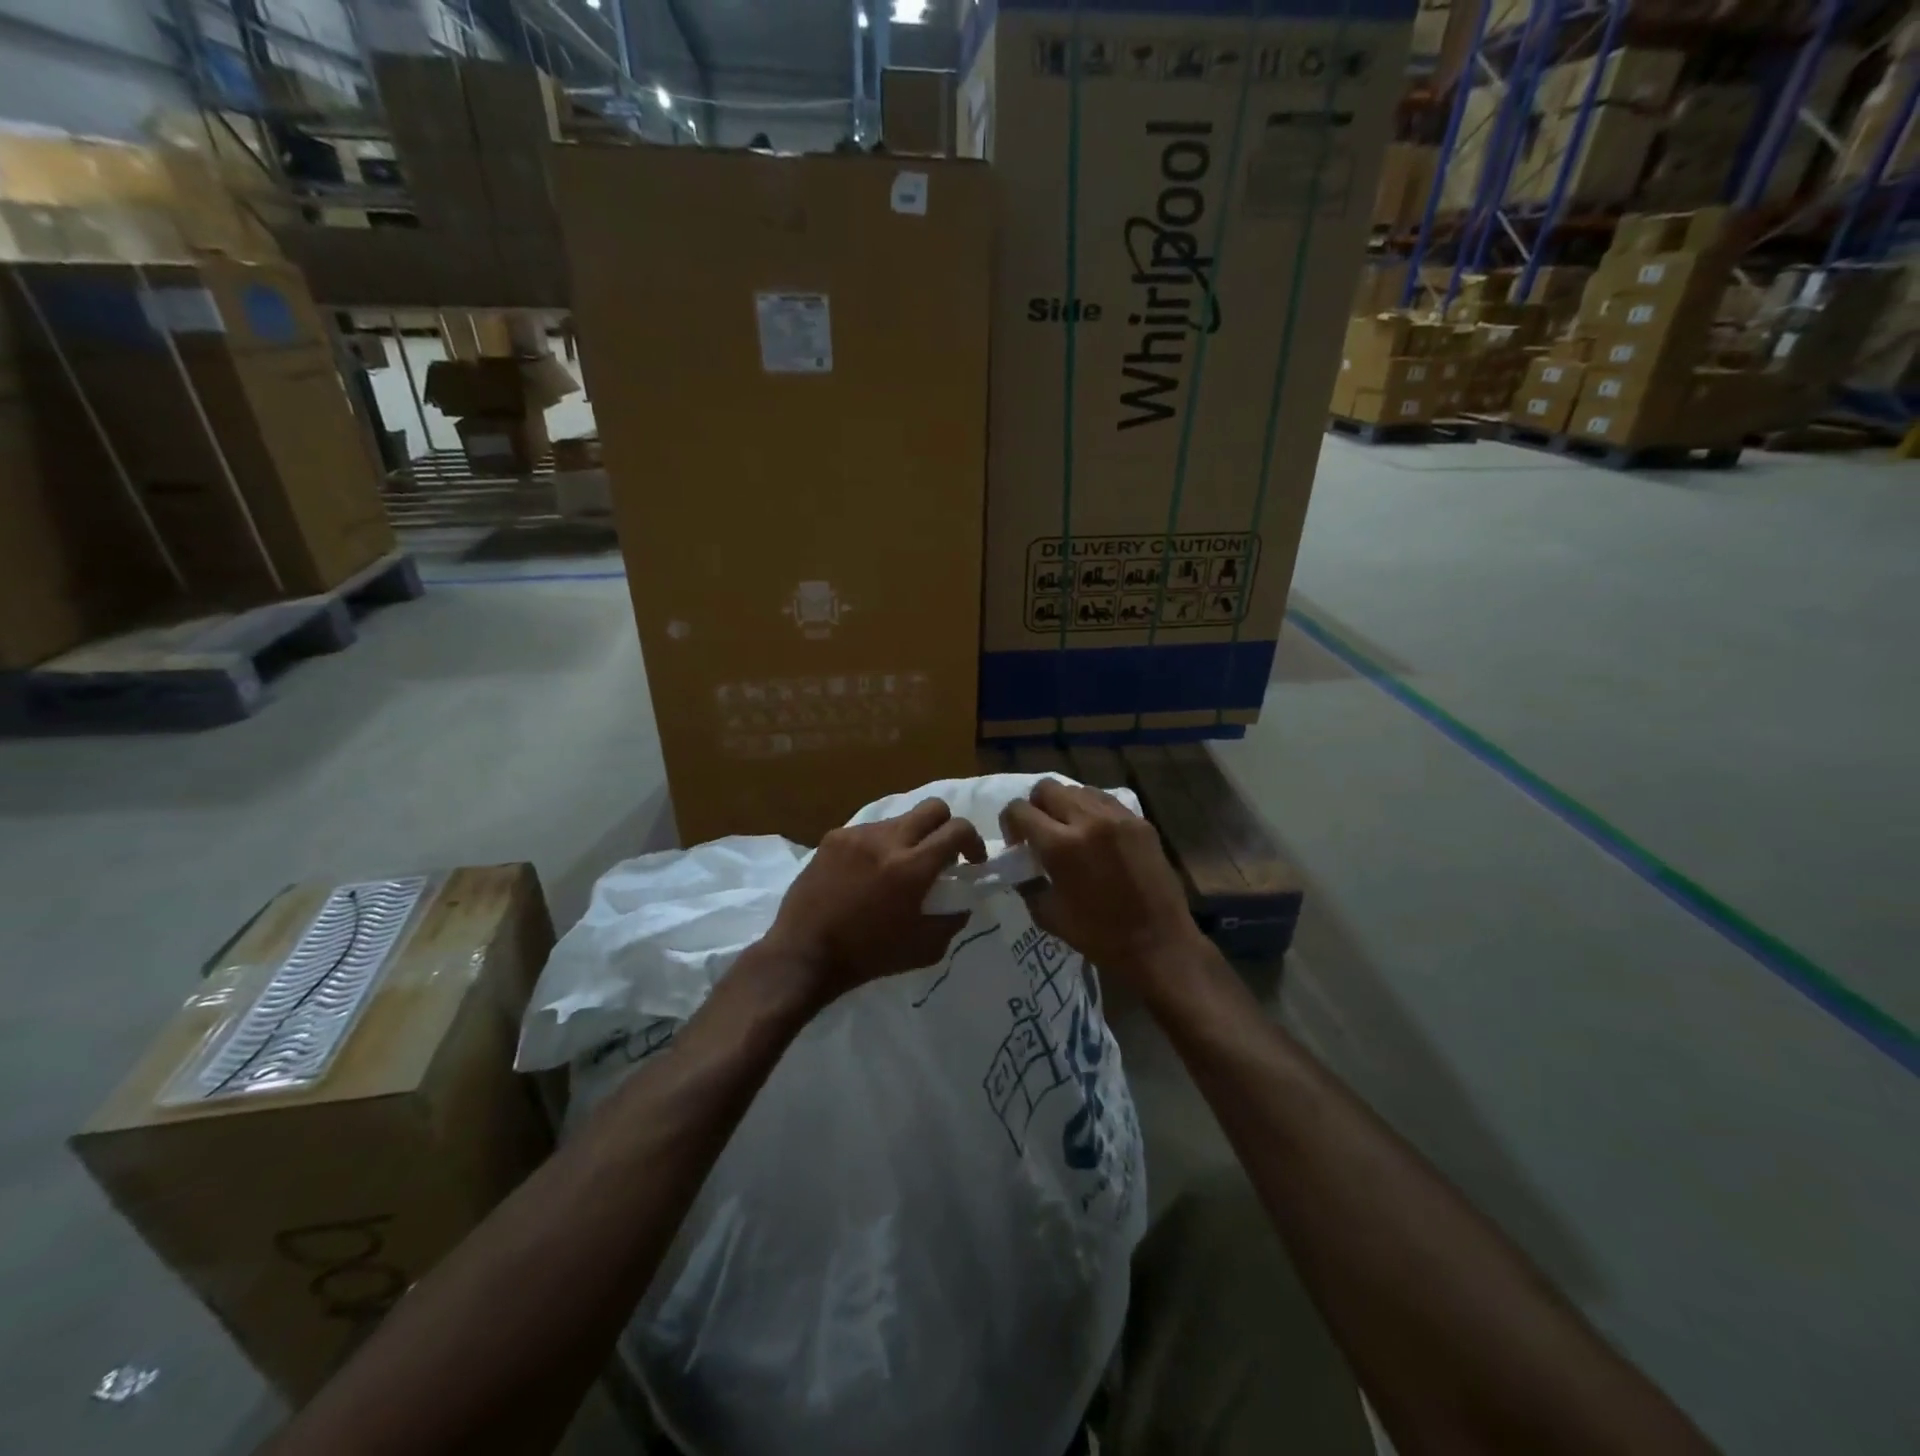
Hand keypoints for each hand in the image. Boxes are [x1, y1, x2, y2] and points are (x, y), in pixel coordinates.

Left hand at [761, 799, 986, 1006]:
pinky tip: (867, 873)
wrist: (804, 953)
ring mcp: (858, 835)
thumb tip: (964, 899)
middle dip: (946, 826)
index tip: (971, 861)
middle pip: (933, 807)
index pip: (958, 829)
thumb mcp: (925, 948)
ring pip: (899, 818)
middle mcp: (888, 840)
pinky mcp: (834, 837)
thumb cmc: (869, 956)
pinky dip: (879, 846)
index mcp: (913, 867)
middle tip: (941, 854)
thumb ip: (953, 919)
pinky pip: (869, 831)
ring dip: (910, 838)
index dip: (974, 841)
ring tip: (898, 868)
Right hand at [1001, 778, 1204, 985]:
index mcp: (1060, 845)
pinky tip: (1096, 835)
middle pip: (1046, 788)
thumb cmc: (1098, 936)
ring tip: (1071, 832)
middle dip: (1036, 807)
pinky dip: (1092, 810)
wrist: (1158, 943)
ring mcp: (1117, 817)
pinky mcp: (1139, 821)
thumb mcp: (1047, 914)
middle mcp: (1087, 820)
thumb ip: (1027, 882)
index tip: (1018, 844)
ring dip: (1065, 806)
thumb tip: (1019, 864)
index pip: (1019, 810)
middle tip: (1041, 833)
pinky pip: (1105, 800)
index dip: (1010, 824)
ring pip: (1077, 790)